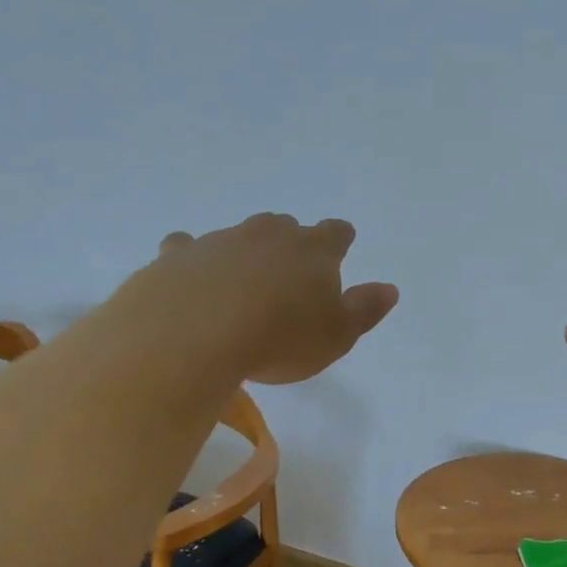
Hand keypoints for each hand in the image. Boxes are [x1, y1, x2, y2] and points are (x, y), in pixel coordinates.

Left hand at [139, 214, 397, 383]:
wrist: (193, 335)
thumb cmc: (279, 339)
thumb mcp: (336, 336)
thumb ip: (364, 310)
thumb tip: (388, 288)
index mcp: (312, 250)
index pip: (335, 233)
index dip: (339, 241)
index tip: (340, 249)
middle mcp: (267, 235)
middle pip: (285, 227)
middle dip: (290, 244)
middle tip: (289, 274)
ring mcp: (219, 240)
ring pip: (237, 236)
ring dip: (243, 254)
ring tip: (240, 286)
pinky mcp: (177, 255)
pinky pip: (186, 249)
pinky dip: (192, 260)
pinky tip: (189, 280)